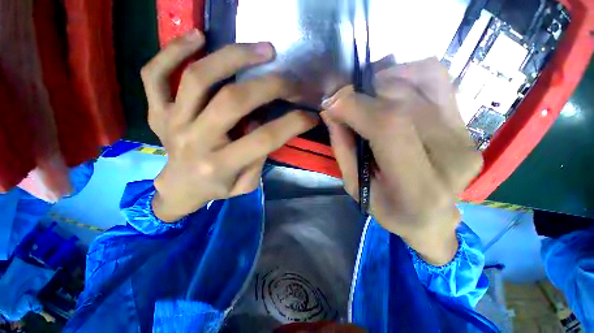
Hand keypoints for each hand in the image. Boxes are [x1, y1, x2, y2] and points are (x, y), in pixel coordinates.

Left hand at [141, 29, 317, 221]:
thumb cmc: (217, 188)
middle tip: (290, 78)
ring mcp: (171, 122)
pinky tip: (198, 36)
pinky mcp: (158, 111)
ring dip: (232, 56)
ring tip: (260, 49)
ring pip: (198, 78)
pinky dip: (172, 50)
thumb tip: (269, 122)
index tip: (310, 115)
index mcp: (221, 165)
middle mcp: (195, 141)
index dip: (293, 123)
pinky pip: (154, 74)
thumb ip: (259, 155)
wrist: (179, 189)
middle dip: (269, 85)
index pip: (265, 138)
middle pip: (233, 100)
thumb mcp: (246, 184)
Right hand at [321, 58, 482, 264]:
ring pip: (424, 80)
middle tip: (343, 100)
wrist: (433, 218)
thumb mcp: (354, 186)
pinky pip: (439, 81)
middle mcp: (451, 157)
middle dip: (363, 93)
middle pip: (403, 101)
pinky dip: (408, 73)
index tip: (332, 103)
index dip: (356, 107)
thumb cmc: (389, 210)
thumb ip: (343, 148)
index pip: (389, 128)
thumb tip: (331, 111)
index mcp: (418, 187)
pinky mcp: (467, 125)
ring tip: (366, 94)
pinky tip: (390, 87)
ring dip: (385, 79)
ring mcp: (465, 136)